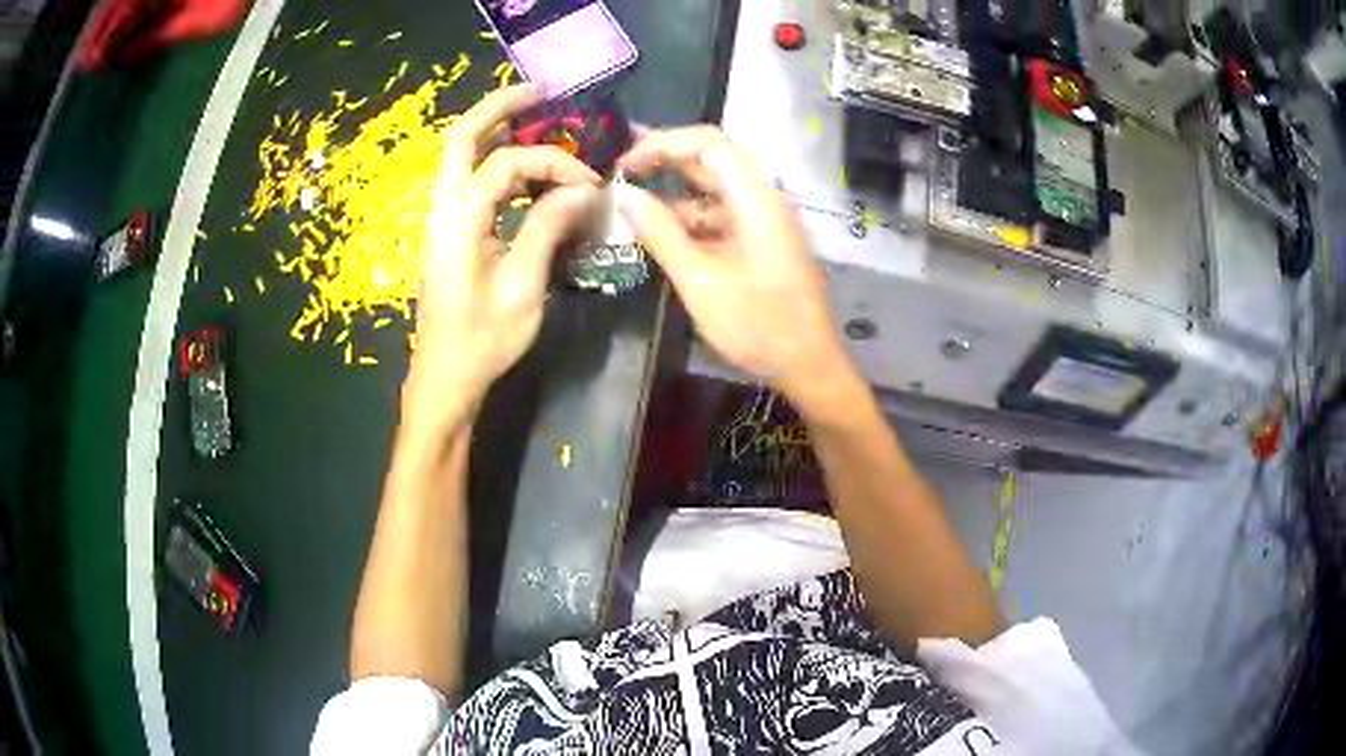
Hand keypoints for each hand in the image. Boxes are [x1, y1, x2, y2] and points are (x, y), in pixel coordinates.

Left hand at [410, 84, 600, 418]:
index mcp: (458, 221)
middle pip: (460, 138)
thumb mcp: (523, 287)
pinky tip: (526, 171)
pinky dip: (495, 163)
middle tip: (540, 94)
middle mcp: (443, 209)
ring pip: (460, 155)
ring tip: (535, 120)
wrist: (445, 377)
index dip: (553, 164)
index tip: (590, 184)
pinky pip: (469, 180)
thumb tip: (583, 188)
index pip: (506, 164)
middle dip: (499, 108)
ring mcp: (441, 219)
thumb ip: (548, 228)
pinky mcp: (450, 231)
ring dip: (495, 132)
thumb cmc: (483, 340)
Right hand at [616, 126, 849, 399]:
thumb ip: (660, 233)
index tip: (626, 163)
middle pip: (712, 162)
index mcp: (755, 200)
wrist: (809, 365)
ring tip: (632, 208)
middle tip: (620, 176)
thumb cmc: (758, 325)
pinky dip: (692, 220)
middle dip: (665, 163)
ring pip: (715, 192)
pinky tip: (661, 235)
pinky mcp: (763, 242)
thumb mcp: (700, 280)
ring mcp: (765, 222)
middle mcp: (763, 200)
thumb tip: (623, 195)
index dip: (663, 142)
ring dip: (675, 195)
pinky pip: (723, 217)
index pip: (709, 143)